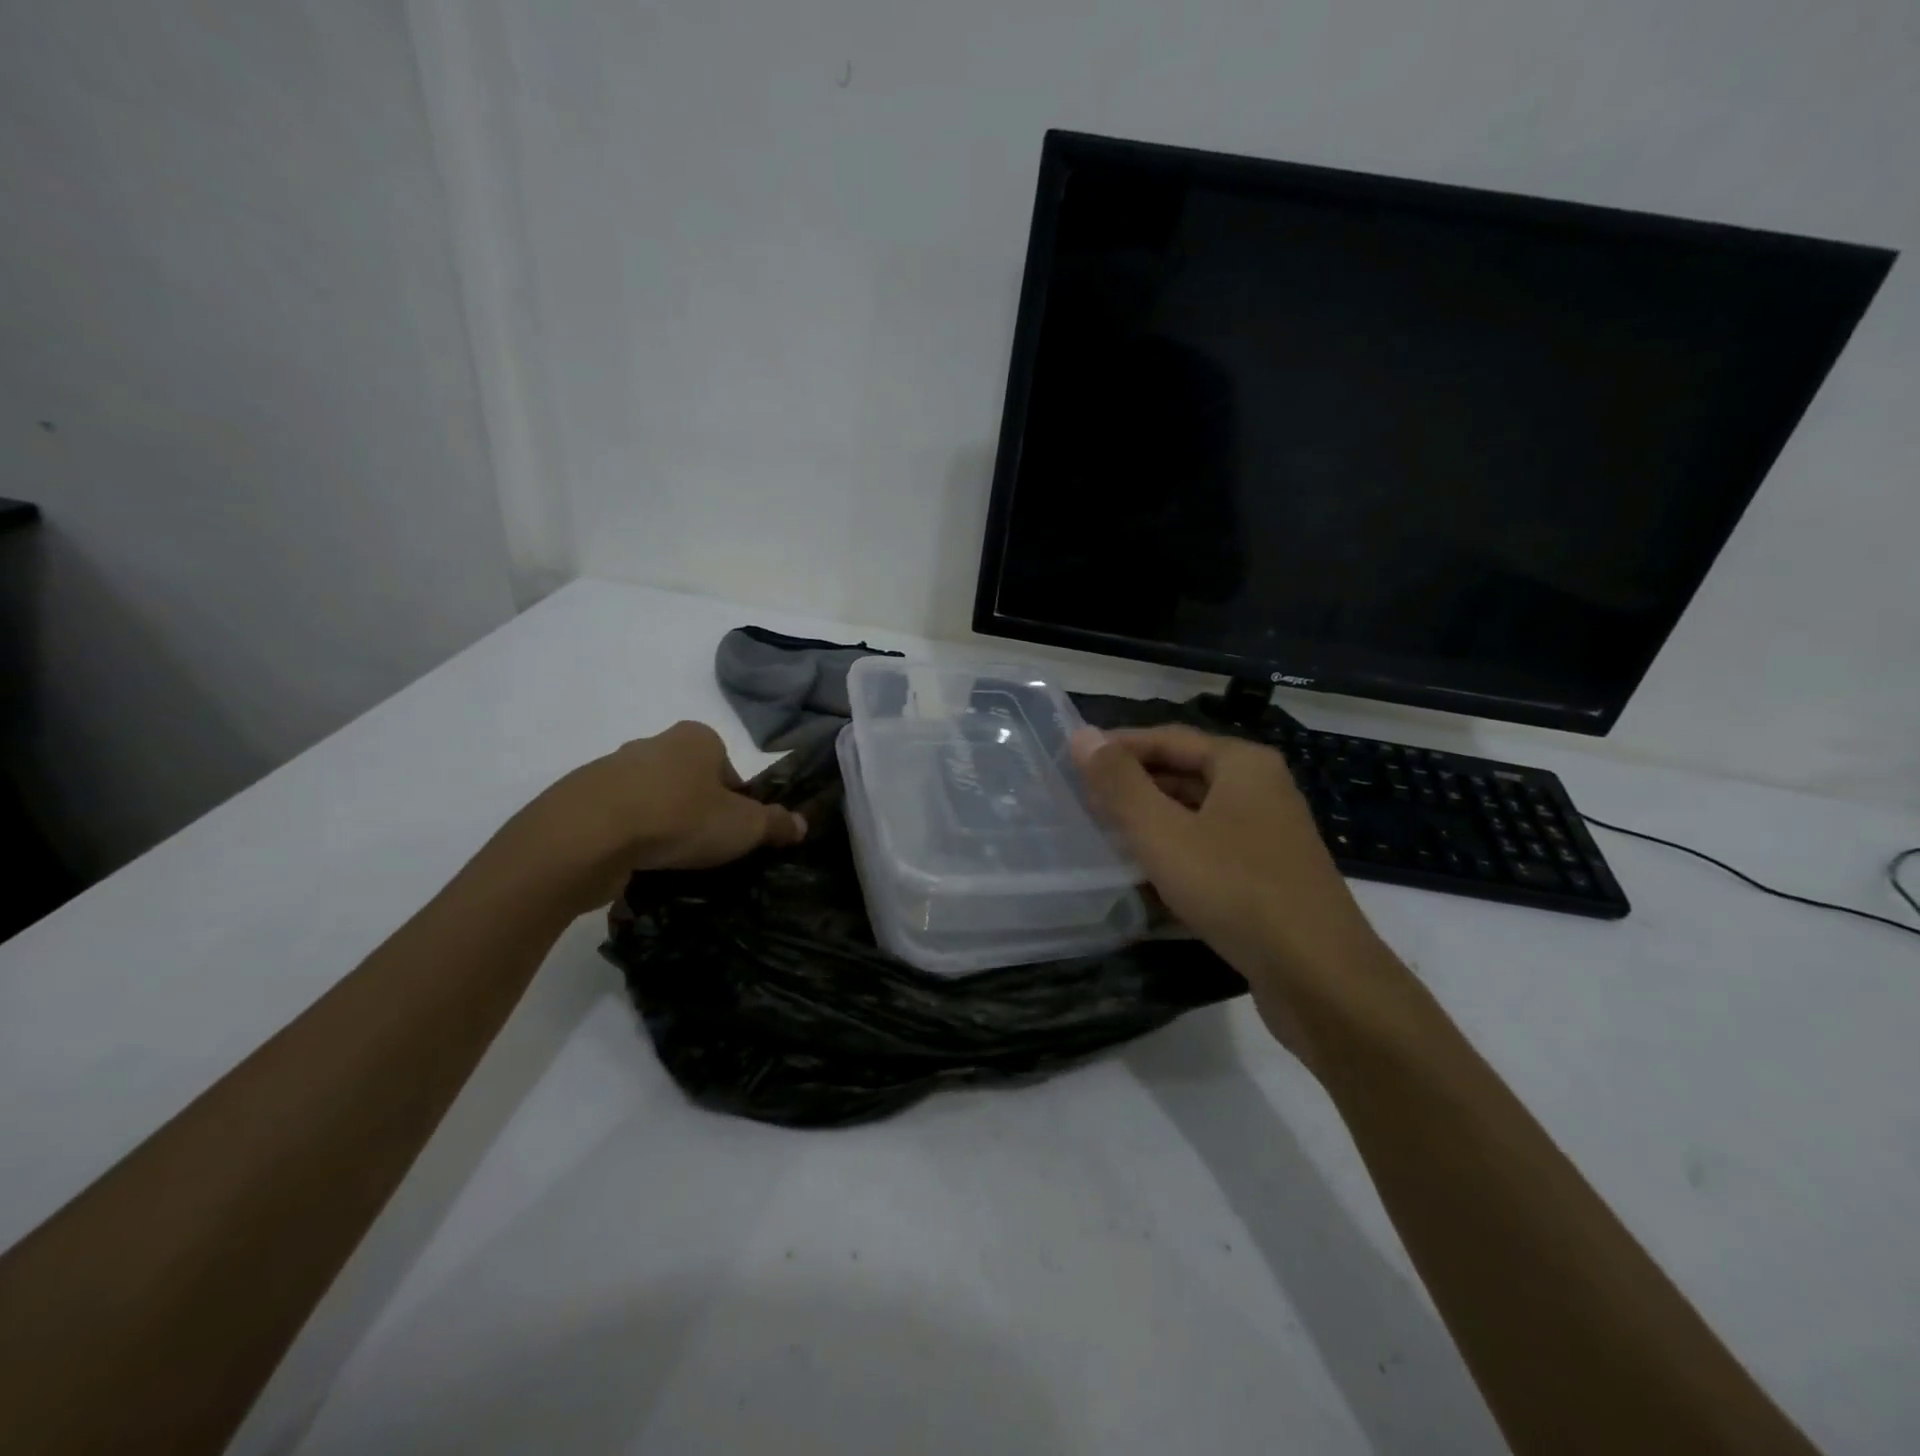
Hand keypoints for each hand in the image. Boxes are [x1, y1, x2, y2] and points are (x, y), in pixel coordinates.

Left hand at [492, 720, 806, 916]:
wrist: (586, 835)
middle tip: (703, 851)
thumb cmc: (679, 818)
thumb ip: (776, 824)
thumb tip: (802, 824)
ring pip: (652, 802)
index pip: (730, 772)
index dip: (738, 806)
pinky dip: (629, 840)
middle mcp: (654, 743)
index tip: (733, 836)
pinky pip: (618, 821)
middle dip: (698, 814)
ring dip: (662, 828)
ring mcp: (612, 769)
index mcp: (698, 738)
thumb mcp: (744, 827)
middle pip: (690, 784)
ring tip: (667, 864)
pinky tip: (633, 866)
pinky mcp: (581, 799)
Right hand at [1071, 725, 1396, 1055]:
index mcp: (1243, 764)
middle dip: (1133, 785)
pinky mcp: (1268, 875)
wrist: (1319, 977)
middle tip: (1082, 801)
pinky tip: (1145, 874)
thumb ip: (1119, 783)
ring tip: (1105, 834)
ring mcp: (1269, 834)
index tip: (1073, 762)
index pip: (1168, 737)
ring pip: (1196, 813)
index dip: (1118, 746)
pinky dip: (1175, 851)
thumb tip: (1082, 735)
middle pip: (1184, 772)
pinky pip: (1211, 847)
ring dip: (1151, 820)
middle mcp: (1261, 789)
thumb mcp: (1163, 832)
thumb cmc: (1235, 889)